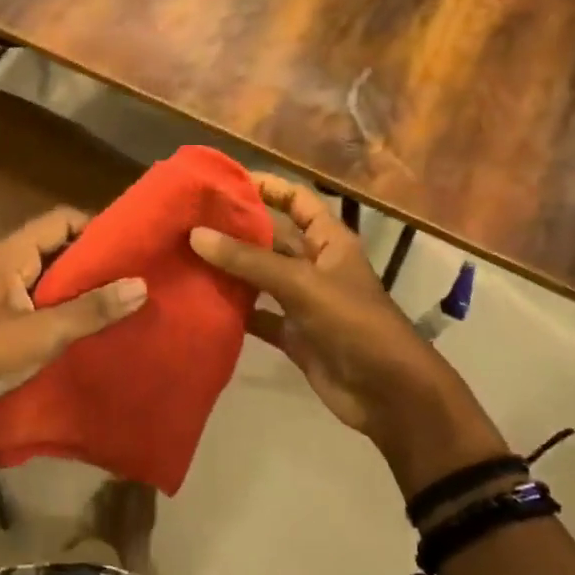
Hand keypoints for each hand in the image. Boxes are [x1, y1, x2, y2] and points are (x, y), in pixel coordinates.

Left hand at [0, 207, 146, 419]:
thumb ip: (90, 310)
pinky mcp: (2, 321)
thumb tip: (142, 284)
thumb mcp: (40, 334)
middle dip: (98, 261)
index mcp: (13, 254)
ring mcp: (4, 294)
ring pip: (53, 279)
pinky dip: (68, 311)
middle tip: (140, 278)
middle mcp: (9, 265)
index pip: (63, 219)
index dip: (99, 227)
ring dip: (84, 290)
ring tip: (126, 304)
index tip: (135, 247)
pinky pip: (43, 304)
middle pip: (61, 248)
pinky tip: (94, 330)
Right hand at [189, 175, 505, 491]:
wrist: (388, 393)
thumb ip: (249, 260)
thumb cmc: (354, 324)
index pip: (297, 200)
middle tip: (189, 220)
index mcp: (329, 241)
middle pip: (272, 238)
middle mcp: (315, 266)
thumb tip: (196, 234)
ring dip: (230, 269)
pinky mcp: (294, 335)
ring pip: (260, 277)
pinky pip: (259, 316)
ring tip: (185, 256)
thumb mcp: (301, 284)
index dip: (266, 186)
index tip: (223, 181)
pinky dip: (235, 311)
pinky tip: (201, 303)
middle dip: (236, 228)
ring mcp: (304, 302)